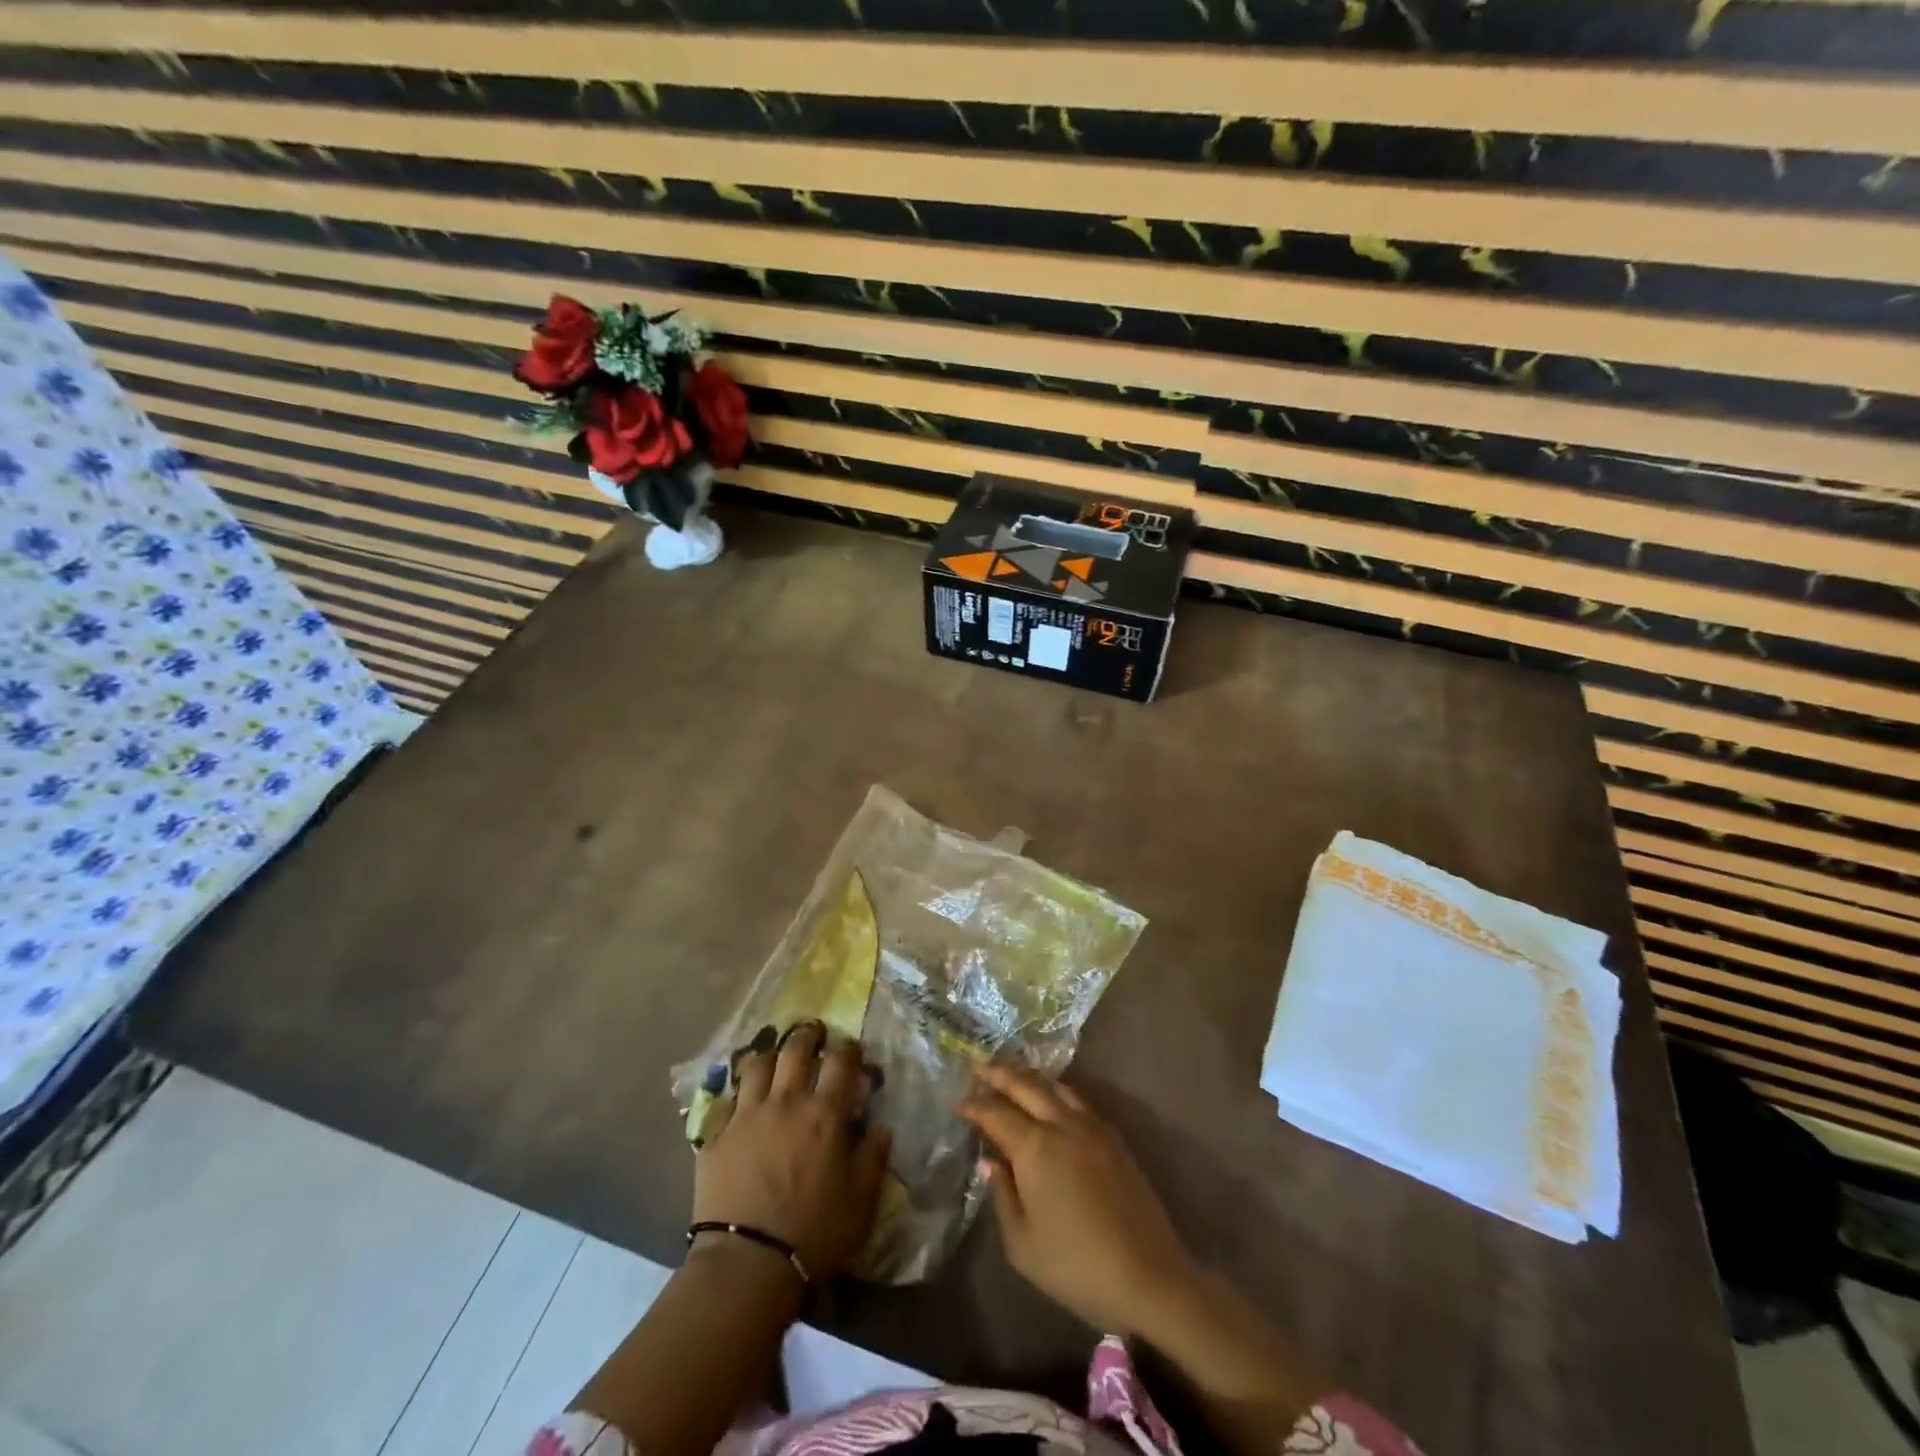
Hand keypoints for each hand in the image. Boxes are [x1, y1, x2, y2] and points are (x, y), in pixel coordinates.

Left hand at [694, 1022, 890, 1281]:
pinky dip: (738, 1093)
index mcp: (824, 1114)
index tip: (852, 1049)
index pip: (840, 1061)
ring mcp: (747, 1115)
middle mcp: (786, 1102)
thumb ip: (872, 1159)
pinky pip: (727, 1100)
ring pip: (757, 1065)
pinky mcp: (716, 1136)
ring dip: (770, 1055)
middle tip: (814, 1035)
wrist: (747, 1264)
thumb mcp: (860, 1202)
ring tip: (776, 1059)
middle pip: (795, 1050)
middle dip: (807, 1036)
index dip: (848, 1049)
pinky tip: (742, 1100)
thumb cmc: (814, 1234)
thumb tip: (882, 1129)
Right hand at [958, 1062, 1199, 1336]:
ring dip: (1027, 1075)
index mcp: (1035, 1147)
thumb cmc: (1077, 1267)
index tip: (955, 1103)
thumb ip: (1002, 1196)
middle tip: (977, 1066)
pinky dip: (1053, 1089)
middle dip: (998, 1073)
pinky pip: (1075, 1099)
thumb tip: (992, 1161)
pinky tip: (1048, 1097)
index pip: (995, 1112)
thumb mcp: (1023, 1245)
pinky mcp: (1112, 1137)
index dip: (973, 1105)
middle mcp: (1061, 1124)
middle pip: (1025, 1085)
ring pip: (1053, 1085)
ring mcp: (1091, 1126)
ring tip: (1009, 1073)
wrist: (1149, 1277)